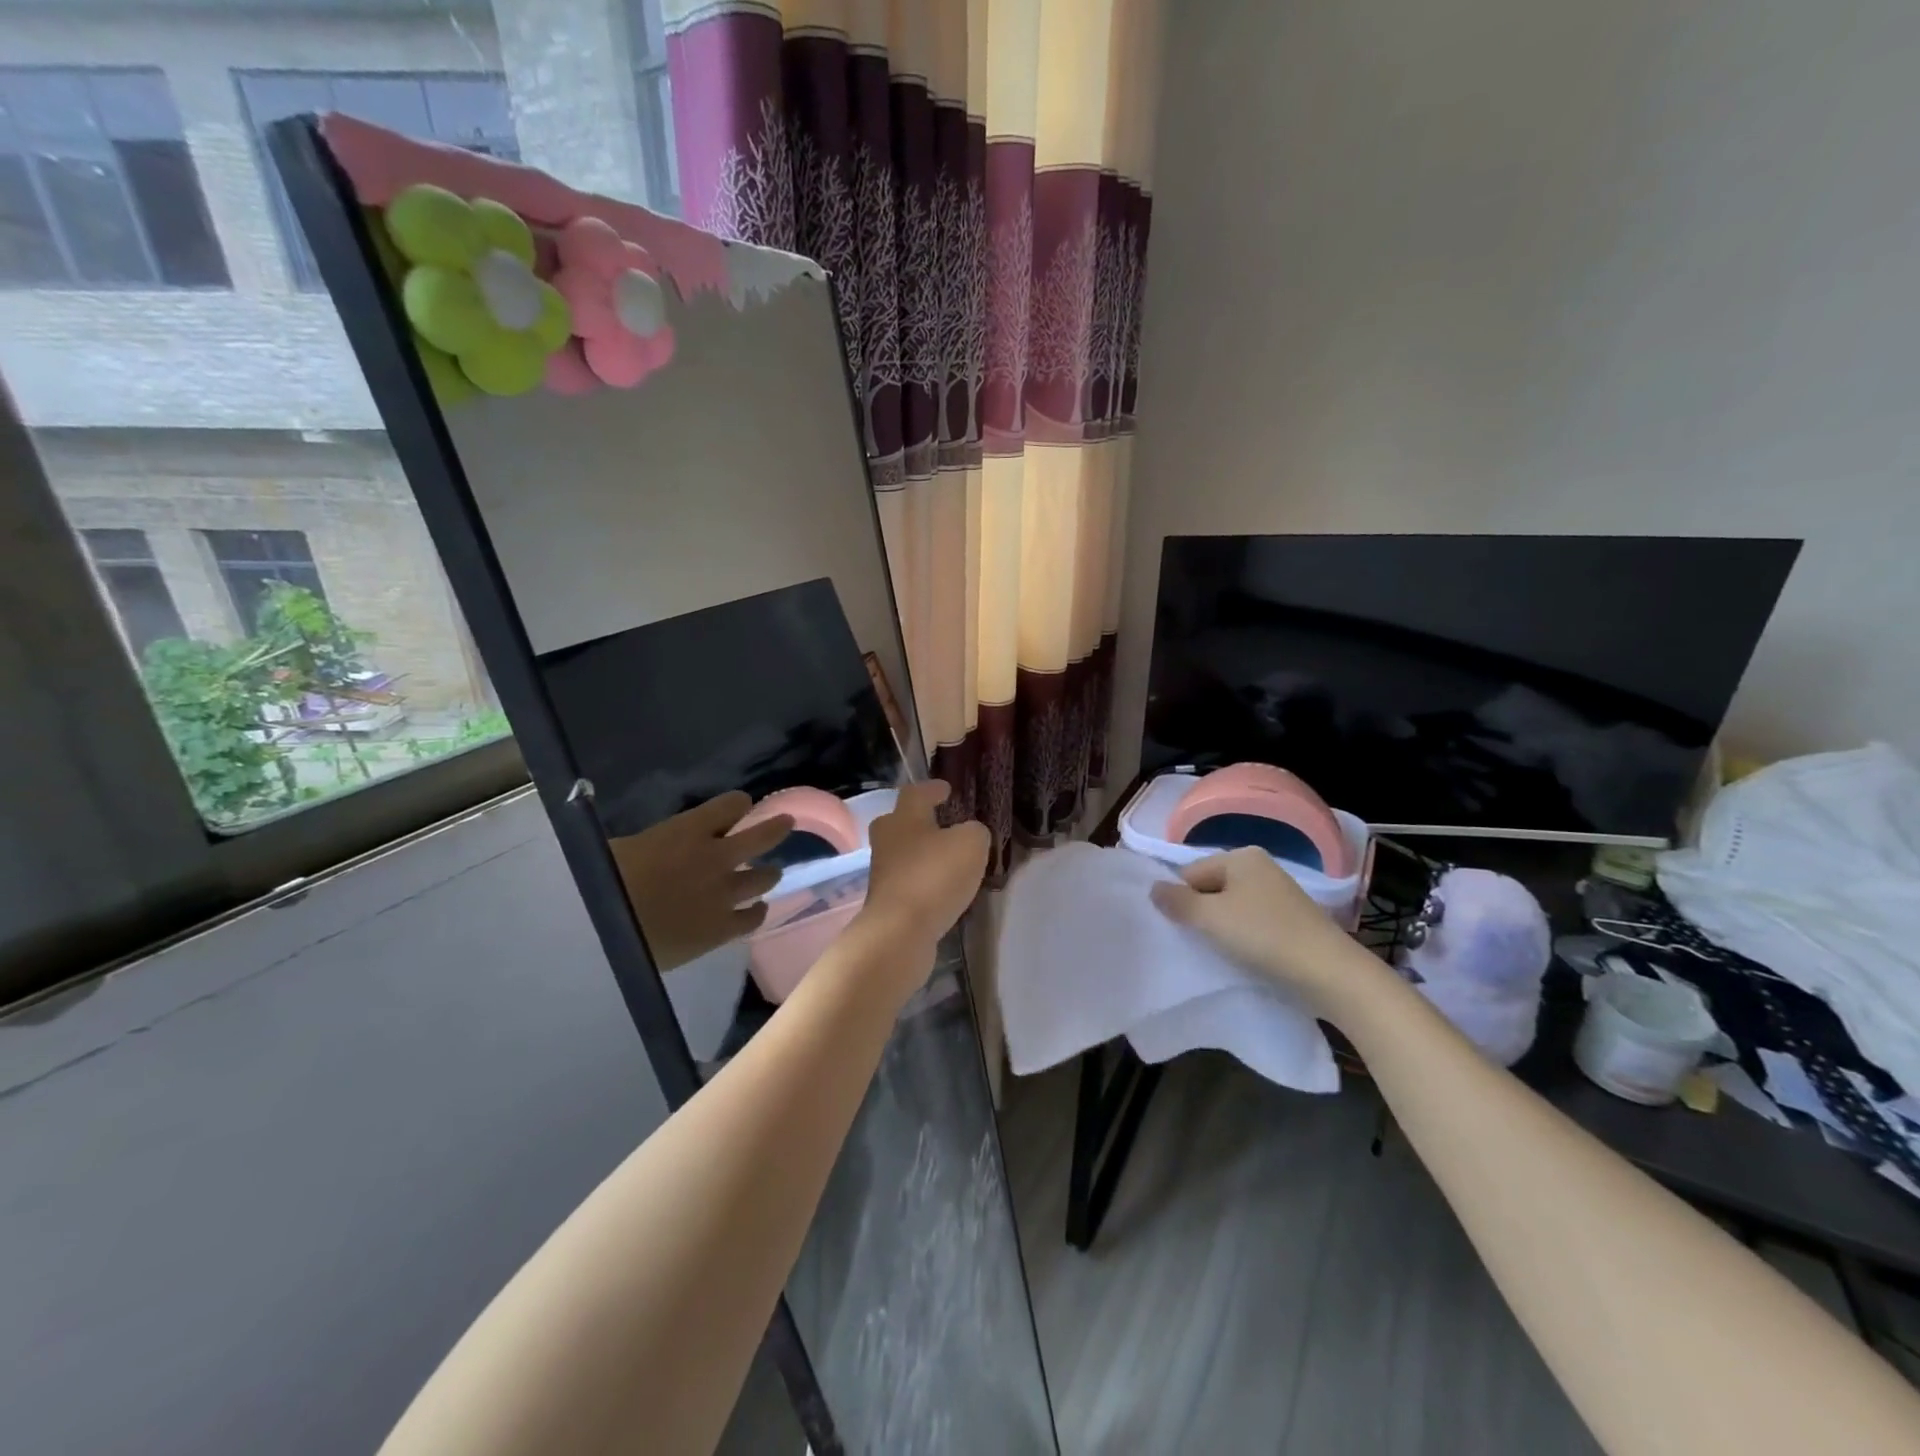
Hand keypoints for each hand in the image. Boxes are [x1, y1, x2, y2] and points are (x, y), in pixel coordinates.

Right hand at [610, 791, 791, 970]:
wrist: (603, 933)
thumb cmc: (599, 883)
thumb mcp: (620, 848)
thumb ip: (651, 843)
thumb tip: (651, 847)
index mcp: (689, 831)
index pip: (731, 805)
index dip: (737, 805)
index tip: (739, 806)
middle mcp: (716, 857)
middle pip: (762, 837)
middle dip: (776, 828)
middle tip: (786, 823)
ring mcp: (725, 894)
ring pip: (765, 878)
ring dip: (768, 874)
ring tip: (769, 874)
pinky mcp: (723, 929)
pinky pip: (753, 918)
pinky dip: (756, 912)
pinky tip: (755, 912)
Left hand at [857, 780, 989, 965]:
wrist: (900, 932)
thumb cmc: (934, 876)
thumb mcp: (971, 844)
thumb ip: (974, 832)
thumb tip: (970, 834)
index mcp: (904, 818)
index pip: (916, 793)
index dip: (932, 789)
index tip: (946, 789)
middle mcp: (887, 841)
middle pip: (898, 822)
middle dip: (917, 820)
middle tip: (940, 822)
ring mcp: (883, 873)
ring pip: (903, 853)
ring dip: (922, 853)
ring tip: (948, 859)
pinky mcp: (887, 902)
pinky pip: (908, 881)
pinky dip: (923, 880)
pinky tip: (941, 888)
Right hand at [1150, 847, 1384, 1015]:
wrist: (1328, 973)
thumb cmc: (1264, 936)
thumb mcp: (1211, 918)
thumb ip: (1177, 901)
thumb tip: (1153, 888)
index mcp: (1241, 856)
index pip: (1190, 872)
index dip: (1181, 900)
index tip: (1184, 929)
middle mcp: (1260, 866)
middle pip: (1210, 887)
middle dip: (1201, 913)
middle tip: (1199, 941)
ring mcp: (1278, 892)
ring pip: (1230, 906)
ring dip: (1221, 928)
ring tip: (1223, 951)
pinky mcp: (1290, 919)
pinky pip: (1251, 921)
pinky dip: (1242, 936)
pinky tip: (1244, 955)